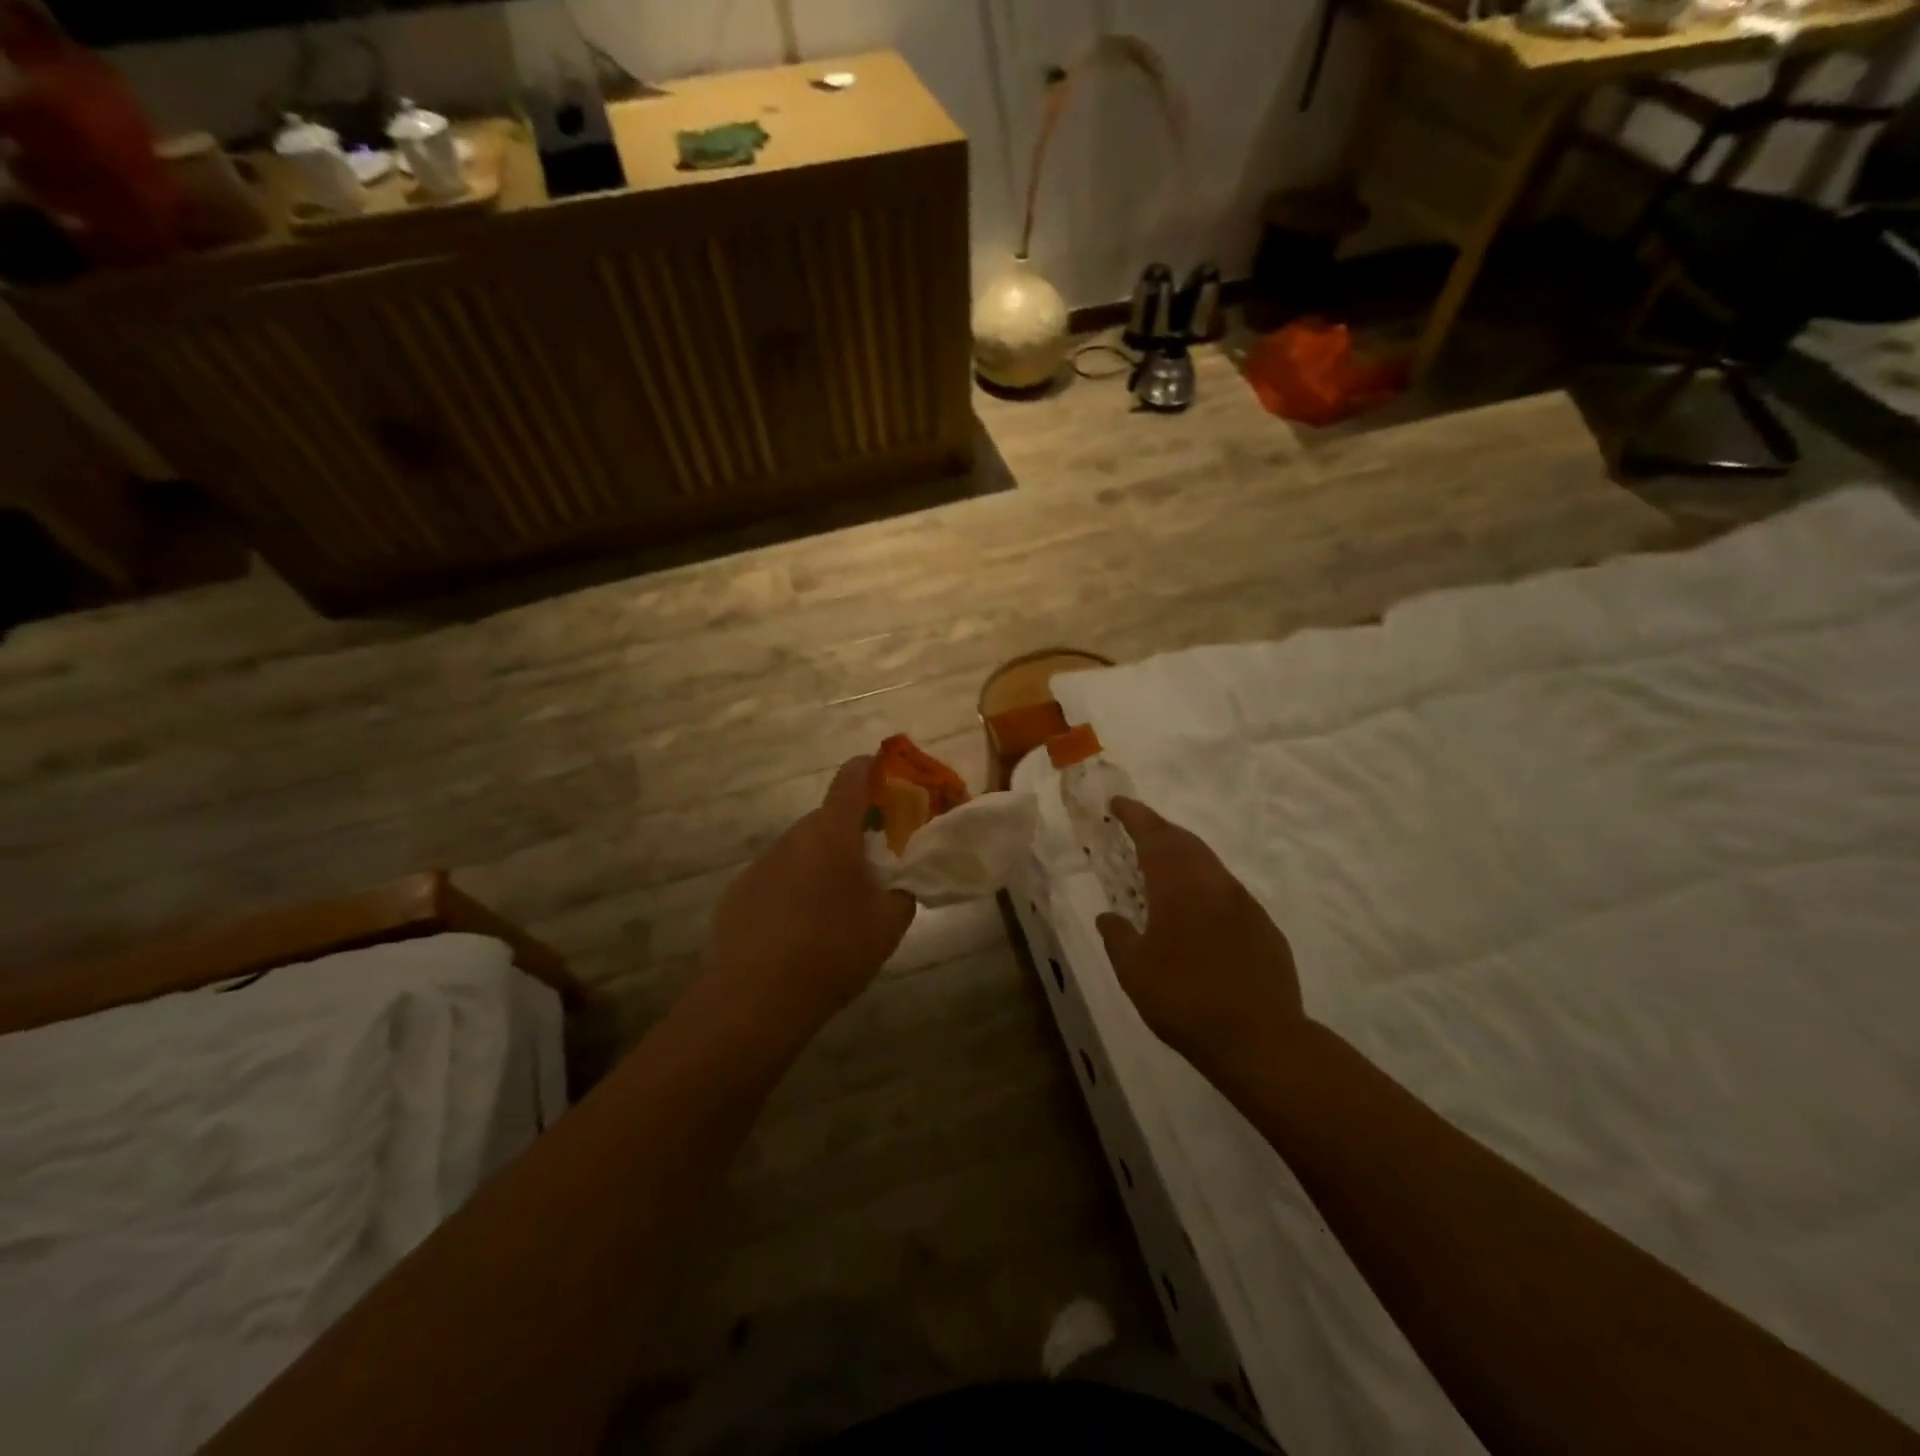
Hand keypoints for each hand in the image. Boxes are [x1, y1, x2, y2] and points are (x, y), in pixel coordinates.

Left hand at [707, 756, 915, 1025]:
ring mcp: (761, 864)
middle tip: (876, 866)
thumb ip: (904, 890)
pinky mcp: (739, 893)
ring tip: (838, 908)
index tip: (892, 781)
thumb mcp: (889, 923)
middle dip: (854, 833)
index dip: (874, 770)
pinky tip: (800, 932)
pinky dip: (794, 890)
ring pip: (802, 851)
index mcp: (832, 833)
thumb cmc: (833, 950)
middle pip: (829, 819)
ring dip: (824, 864)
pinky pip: (777, 879)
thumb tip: (901, 881)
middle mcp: (793, 837)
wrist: (756, 999)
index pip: (852, 777)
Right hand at [1097, 798, 1306, 1073]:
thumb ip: (1117, 937)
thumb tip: (1108, 917)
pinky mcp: (1264, 927)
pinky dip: (1206, 886)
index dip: (1135, 816)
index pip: (1154, 836)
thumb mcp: (1134, 972)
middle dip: (1160, 829)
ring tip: (1163, 867)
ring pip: (1210, 865)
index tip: (1118, 803)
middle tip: (1138, 828)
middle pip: (1185, 842)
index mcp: (1179, 887)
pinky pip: (1229, 893)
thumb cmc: (1185, 1000)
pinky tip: (1199, 911)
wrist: (1260, 1039)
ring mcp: (1244, 904)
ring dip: (1184, 856)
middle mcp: (1214, 885)